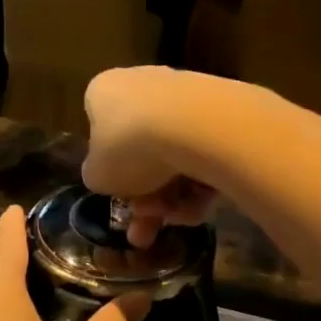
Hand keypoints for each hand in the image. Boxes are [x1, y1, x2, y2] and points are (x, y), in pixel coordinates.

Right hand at [83, 67, 219, 247]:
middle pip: (142, 152)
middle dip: (144, 199)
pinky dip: (200, 185)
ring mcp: (186, 98)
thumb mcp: (97, 176)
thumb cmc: (130, 147)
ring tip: (175, 220)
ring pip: (174, 159)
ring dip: (171, 199)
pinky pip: (204, 156)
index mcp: (105, 92)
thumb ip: (98, 176)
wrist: (198, 126)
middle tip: (143, 235)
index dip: (109, 170)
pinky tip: (200, 208)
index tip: (118, 198)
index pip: (100, 129)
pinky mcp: (222, 114)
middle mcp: (144, 85)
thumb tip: (107, 176)